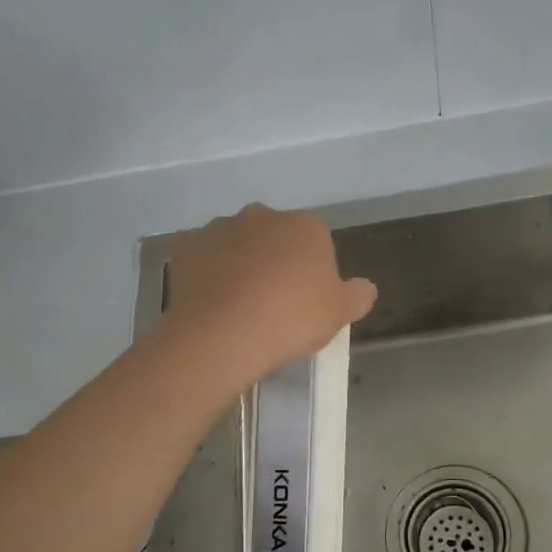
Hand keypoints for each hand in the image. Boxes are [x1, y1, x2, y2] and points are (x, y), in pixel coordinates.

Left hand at [166, 203, 375, 388]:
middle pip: (275, 236)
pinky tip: (210, 299)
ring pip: (237, 243)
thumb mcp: (339, 314)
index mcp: (305, 226)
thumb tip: (364, 287)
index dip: (312, 270)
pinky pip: (202, 255)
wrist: (221, 335)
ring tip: (238, 305)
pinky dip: (206, 270)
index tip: (305, 301)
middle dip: (275, 260)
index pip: (316, 241)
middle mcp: (262, 215)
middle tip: (273, 302)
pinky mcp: (186, 246)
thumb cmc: (290, 319)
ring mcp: (220, 227)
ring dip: (240, 263)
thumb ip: (358, 295)